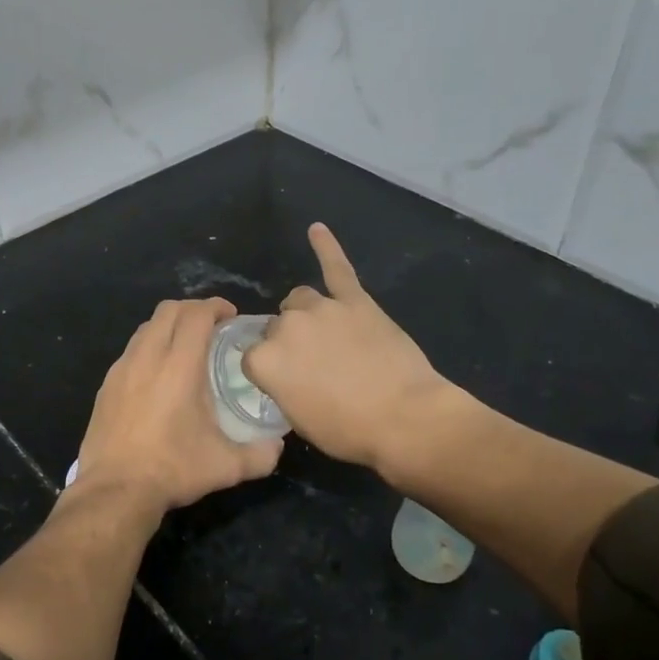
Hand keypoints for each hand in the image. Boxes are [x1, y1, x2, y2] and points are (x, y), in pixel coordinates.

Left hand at [72, 297, 284, 513]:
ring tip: (184, 347)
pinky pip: (130, 351)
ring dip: (167, 327)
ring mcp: (121, 369)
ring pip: (145, 328)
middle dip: (192, 309)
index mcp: (179, 366)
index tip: (230, 315)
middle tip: (211, 326)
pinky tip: (157, 376)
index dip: (215, 306)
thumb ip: (260, 455)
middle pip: (168, 310)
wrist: (114, 490)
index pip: (196, 315)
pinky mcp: (105, 385)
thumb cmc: (172, 470)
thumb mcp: (226, 467)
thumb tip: (278, 446)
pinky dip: (148, 348)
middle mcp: (147, 357)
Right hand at [242, 223, 451, 473]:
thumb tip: (286, 371)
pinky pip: (336, 267)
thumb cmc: (348, 430)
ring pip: (301, 299)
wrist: (405, 418)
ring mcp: (322, 308)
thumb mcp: (298, 419)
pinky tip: (316, 229)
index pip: (253, 356)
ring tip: (327, 334)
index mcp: (265, 360)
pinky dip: (326, 247)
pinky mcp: (355, 300)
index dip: (270, 370)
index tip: (287, 382)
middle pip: (277, 326)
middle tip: (315, 366)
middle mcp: (286, 326)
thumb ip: (282, 385)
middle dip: (290, 342)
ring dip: (307, 313)